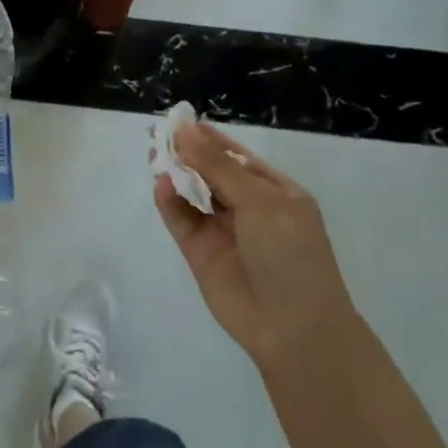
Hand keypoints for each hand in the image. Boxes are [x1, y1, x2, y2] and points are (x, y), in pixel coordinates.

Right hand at [154, 122, 356, 370]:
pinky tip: (162, 185)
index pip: (236, 156)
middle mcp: (247, 207)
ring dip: (175, 174)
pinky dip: (169, 201)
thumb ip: (217, 165)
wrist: (293, 329)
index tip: (180, 119)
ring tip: (154, 154)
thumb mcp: (259, 201)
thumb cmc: (289, 254)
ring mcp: (222, 230)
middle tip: (158, 133)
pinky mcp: (200, 252)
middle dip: (187, 152)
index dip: (209, 138)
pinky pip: (181, 219)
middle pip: (210, 171)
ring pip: (192, 193)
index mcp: (274, 191)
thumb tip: (186, 129)